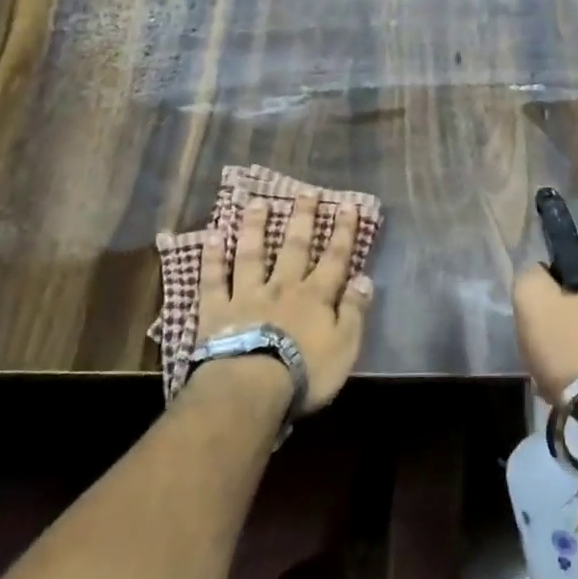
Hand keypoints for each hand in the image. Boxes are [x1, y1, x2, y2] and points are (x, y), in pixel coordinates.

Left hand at [196, 198, 372, 412]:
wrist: (252, 387)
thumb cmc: (305, 372)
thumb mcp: (344, 346)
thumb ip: (354, 311)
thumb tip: (365, 279)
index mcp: (315, 297)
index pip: (335, 258)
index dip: (343, 232)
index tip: (348, 205)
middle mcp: (282, 287)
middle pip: (294, 248)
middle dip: (302, 219)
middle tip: (305, 192)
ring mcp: (247, 296)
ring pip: (252, 255)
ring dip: (255, 228)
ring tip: (256, 203)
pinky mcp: (217, 311)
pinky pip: (214, 280)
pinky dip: (212, 258)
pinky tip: (212, 237)